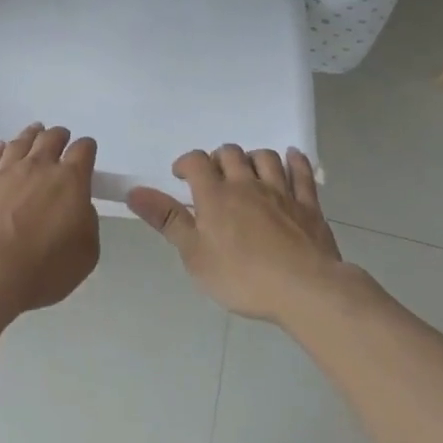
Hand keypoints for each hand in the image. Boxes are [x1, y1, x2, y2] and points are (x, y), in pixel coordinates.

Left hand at [0, 124, 99, 316]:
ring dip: (32, 134)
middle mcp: (39, 166)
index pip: (83, 150)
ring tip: (35, 133)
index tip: (87, 153)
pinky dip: (1, 148)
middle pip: (51, 138)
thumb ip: (87, 222)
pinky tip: (1, 148)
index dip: (87, 149)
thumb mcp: (86, 253)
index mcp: (70, 181)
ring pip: (22, 141)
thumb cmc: (44, 268)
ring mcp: (7, 170)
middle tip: (61, 140)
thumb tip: (79, 207)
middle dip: (59, 136)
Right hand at [128, 145, 351, 324]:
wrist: (304, 289)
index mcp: (215, 195)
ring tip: (247, 170)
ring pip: (265, 158)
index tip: (181, 175)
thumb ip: (167, 220)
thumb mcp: (194, 255)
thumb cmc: (242, 277)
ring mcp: (281, 192)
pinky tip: (292, 156)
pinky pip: (301, 173)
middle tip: (214, 176)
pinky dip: (295, 161)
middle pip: (231, 153)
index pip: (196, 161)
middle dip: (219, 158)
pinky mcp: (308, 205)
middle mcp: (246, 184)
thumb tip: (134, 192)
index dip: (186, 163)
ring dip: (253, 157)